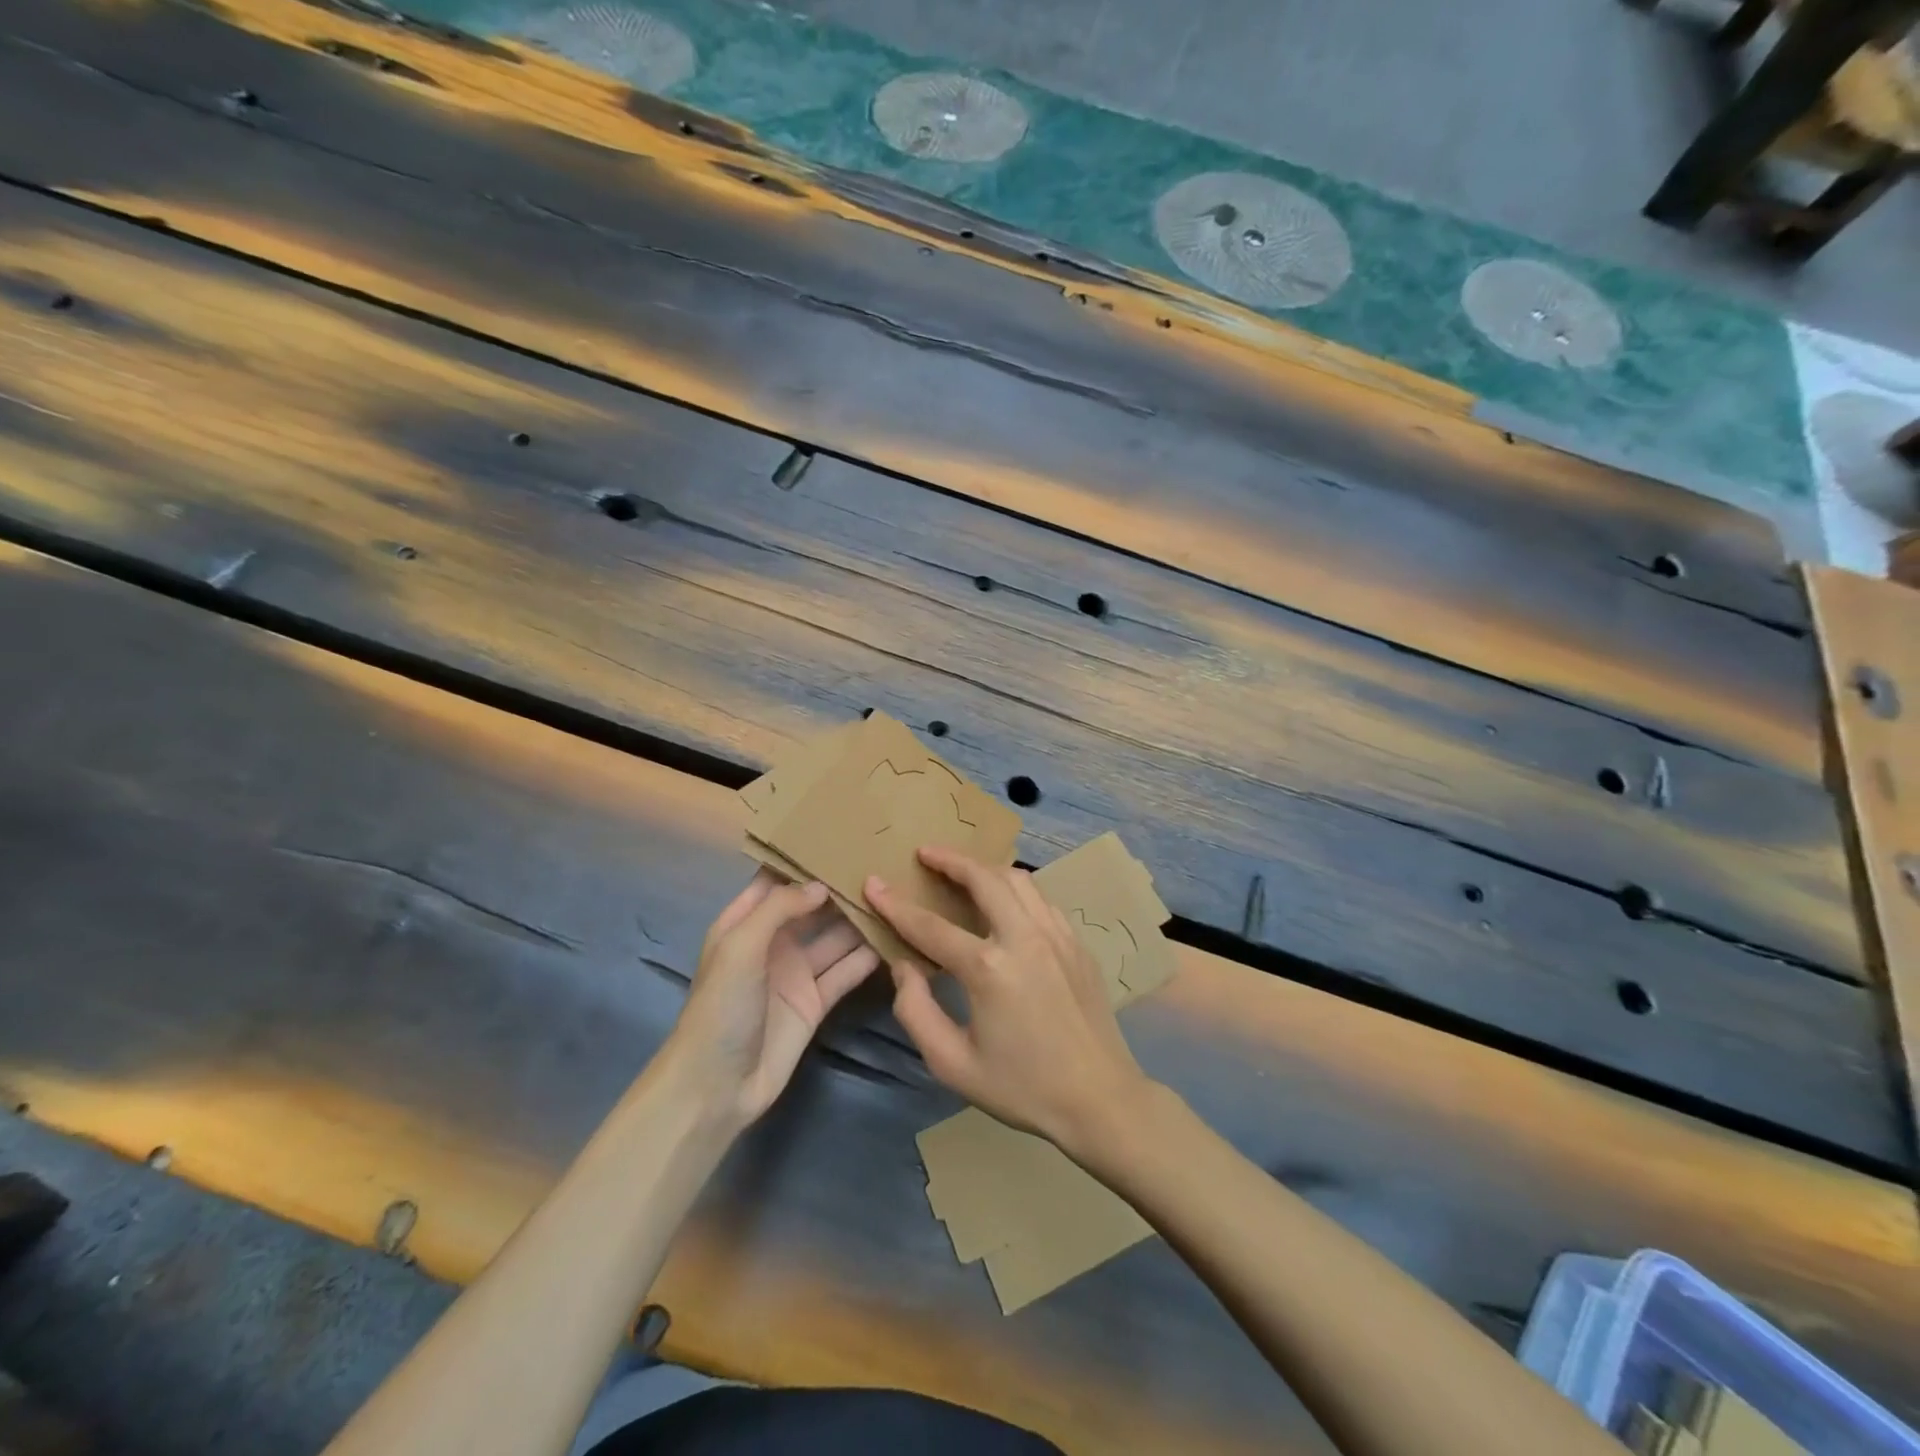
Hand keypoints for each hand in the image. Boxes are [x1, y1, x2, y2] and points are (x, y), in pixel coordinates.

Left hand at [668, 872, 880, 1128]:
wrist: (717, 1087)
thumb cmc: (720, 1007)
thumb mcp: (740, 947)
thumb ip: (779, 908)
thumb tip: (821, 885)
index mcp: (744, 923)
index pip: (776, 881)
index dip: (802, 861)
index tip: (839, 837)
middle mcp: (773, 942)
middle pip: (811, 907)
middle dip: (839, 888)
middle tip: (880, 863)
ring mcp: (796, 972)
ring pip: (834, 937)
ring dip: (858, 920)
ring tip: (895, 896)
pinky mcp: (816, 1001)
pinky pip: (845, 972)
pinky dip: (867, 958)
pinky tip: (894, 939)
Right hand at [865, 847, 1150, 1153]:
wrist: (1100, 1099)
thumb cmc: (1022, 1087)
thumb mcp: (953, 1064)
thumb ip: (916, 1011)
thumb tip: (904, 965)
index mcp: (989, 969)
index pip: (930, 926)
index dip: (896, 904)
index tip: (873, 883)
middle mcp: (1024, 938)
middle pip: (983, 879)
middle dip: (949, 859)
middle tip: (925, 852)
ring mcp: (1057, 935)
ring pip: (1018, 879)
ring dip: (985, 868)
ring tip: (962, 869)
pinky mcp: (1077, 942)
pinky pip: (1041, 899)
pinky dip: (1016, 889)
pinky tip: (1005, 901)